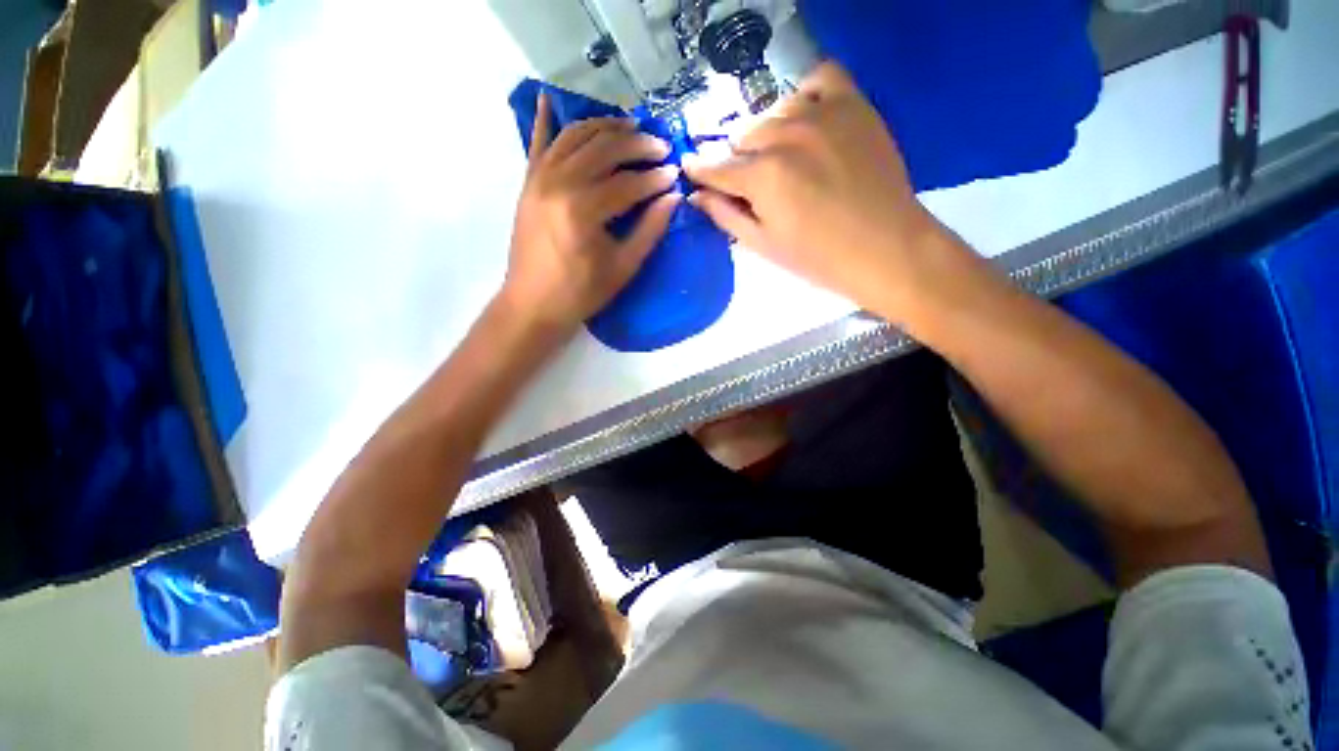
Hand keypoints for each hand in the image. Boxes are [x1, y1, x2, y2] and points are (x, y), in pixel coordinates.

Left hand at [501, 93, 681, 333]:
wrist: (532, 304)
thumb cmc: (581, 293)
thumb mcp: (622, 268)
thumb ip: (649, 230)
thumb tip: (672, 198)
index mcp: (584, 210)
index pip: (629, 182)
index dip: (656, 178)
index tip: (675, 175)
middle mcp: (559, 183)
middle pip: (604, 148)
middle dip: (637, 144)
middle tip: (660, 147)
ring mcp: (539, 178)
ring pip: (576, 136)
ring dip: (605, 126)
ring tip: (630, 127)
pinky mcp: (528, 182)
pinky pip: (538, 141)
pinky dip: (548, 119)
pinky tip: (552, 97)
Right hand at [684, 63, 966, 319]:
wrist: (885, 248)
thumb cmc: (818, 258)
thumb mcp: (763, 244)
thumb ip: (725, 215)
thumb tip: (696, 194)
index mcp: (762, 176)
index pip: (716, 167)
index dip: (700, 170)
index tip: (690, 169)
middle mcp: (786, 136)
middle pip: (743, 137)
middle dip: (740, 161)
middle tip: (753, 184)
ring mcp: (822, 114)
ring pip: (776, 110)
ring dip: (770, 134)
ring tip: (783, 157)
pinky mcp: (854, 105)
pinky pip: (821, 78)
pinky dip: (807, 95)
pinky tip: (808, 119)